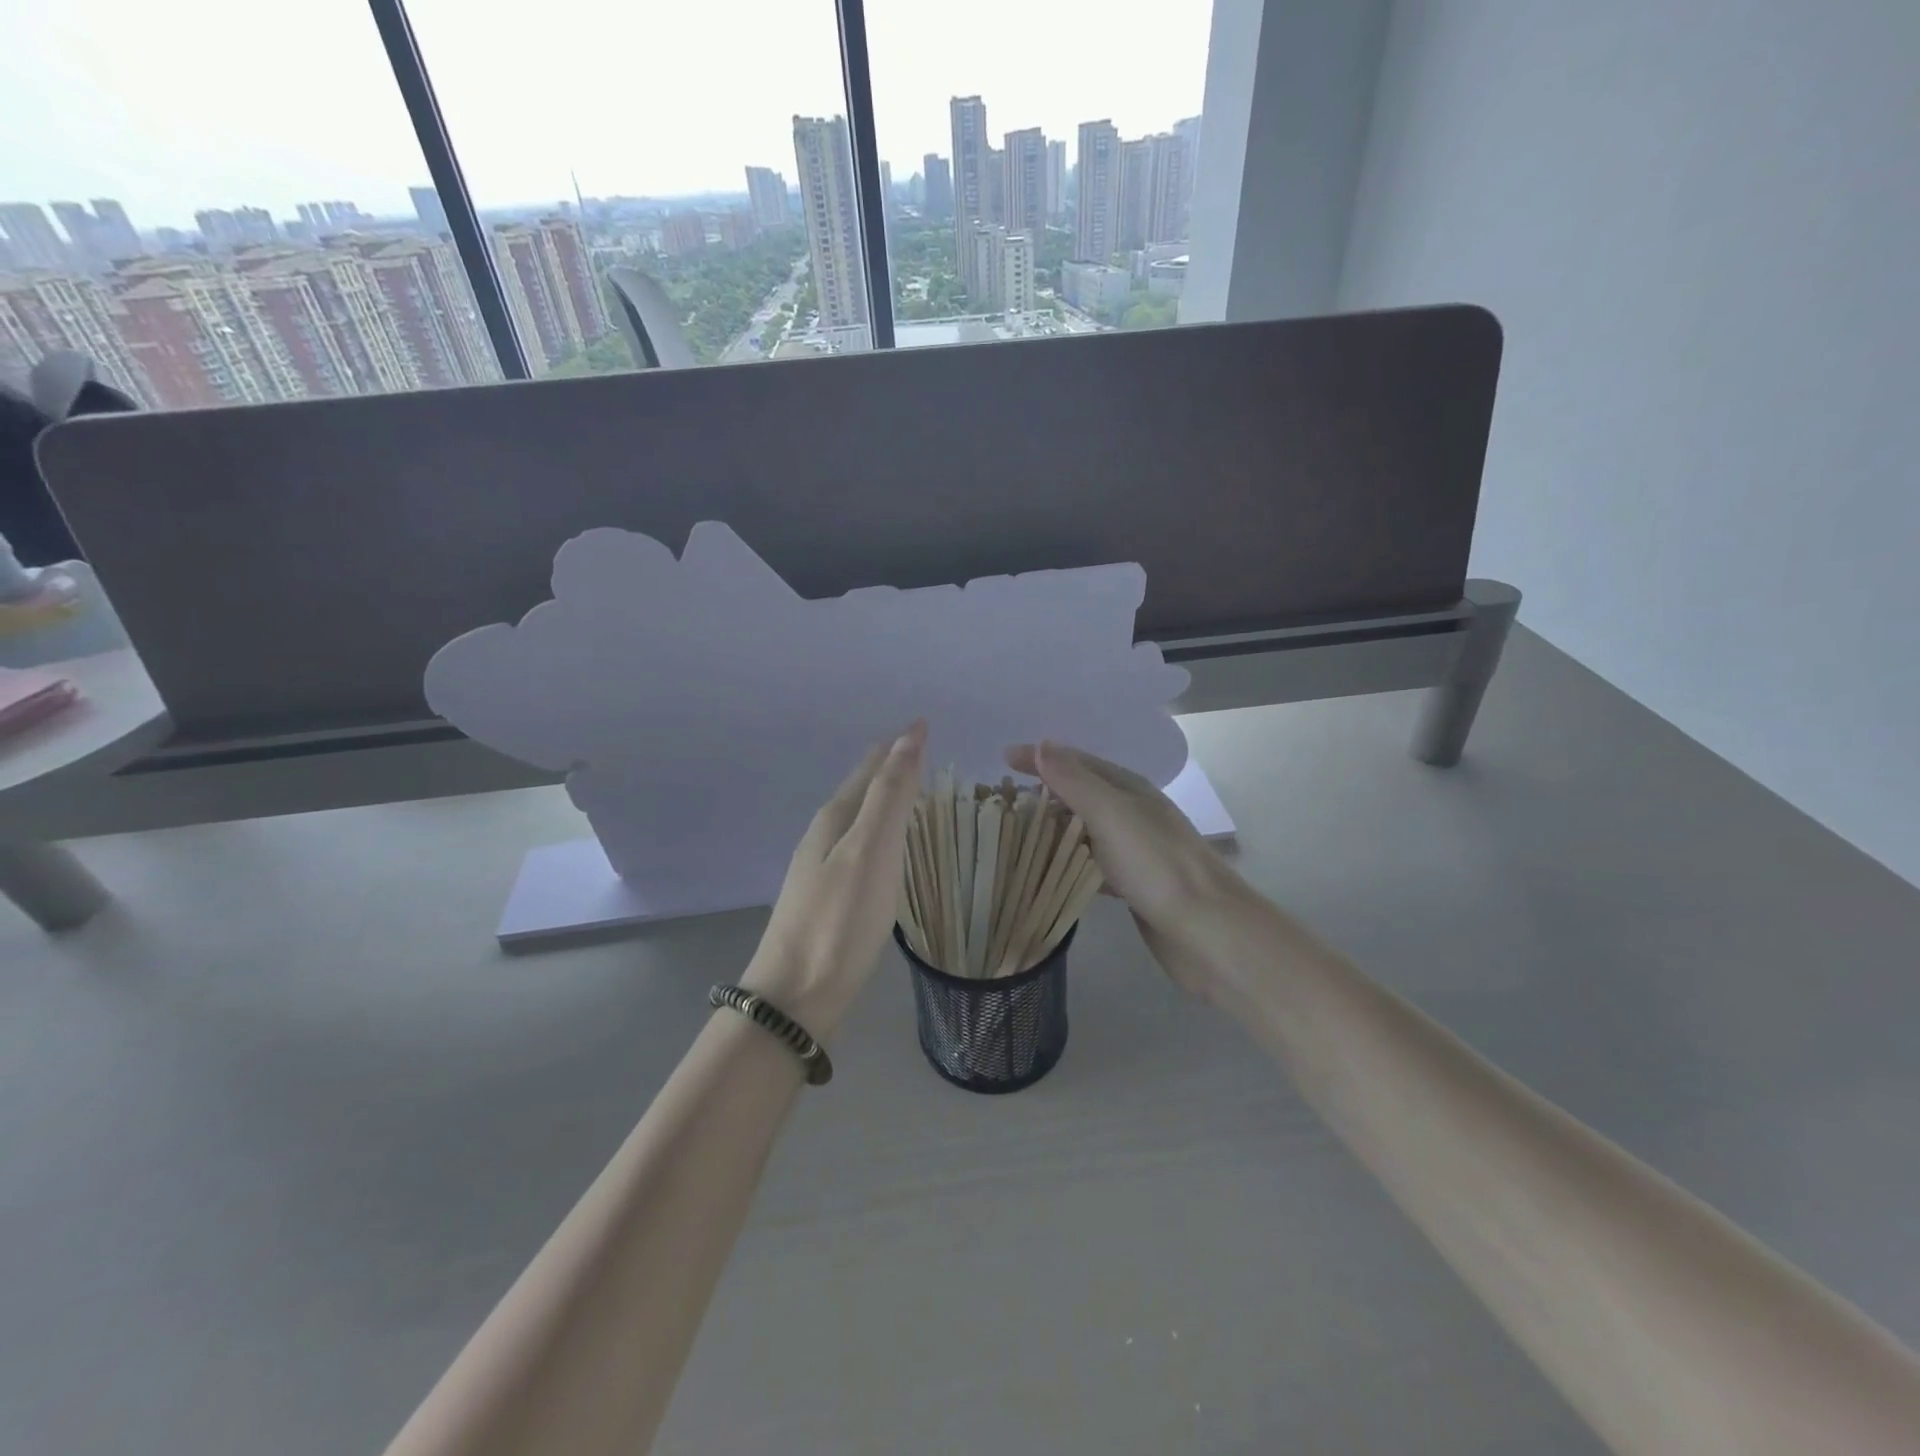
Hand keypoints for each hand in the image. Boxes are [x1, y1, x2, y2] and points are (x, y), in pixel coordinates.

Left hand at [742, 721, 926, 1038]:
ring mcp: (820, 868)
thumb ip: (890, 795)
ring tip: (907, 788)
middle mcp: (824, 836)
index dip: (898, 745)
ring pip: (857, 818)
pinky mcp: (826, 898)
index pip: (871, 767)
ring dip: (882, 797)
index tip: (923, 724)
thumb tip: (907, 737)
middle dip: (888, 765)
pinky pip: (858, 846)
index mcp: (835, 818)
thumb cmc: (839, 921)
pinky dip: (878, 830)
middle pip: (860, 788)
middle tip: (919, 749)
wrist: (795, 996)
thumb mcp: (871, 851)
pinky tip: (884, 847)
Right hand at [1003, 740, 1266, 1004]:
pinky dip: (1067, 861)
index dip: (1041, 758)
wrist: (1207, 931)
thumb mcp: (1111, 813)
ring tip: (1015, 834)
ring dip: (1053, 828)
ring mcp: (1133, 850)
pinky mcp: (1132, 885)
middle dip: (1043, 792)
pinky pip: (1090, 863)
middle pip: (1080, 794)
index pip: (1077, 762)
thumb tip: (1043, 744)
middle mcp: (1131, 813)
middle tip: (1002, 802)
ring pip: (1083, 830)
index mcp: (1129, 789)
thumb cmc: (1157, 865)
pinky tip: (1048, 872)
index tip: (1002, 760)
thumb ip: (1075, 781)